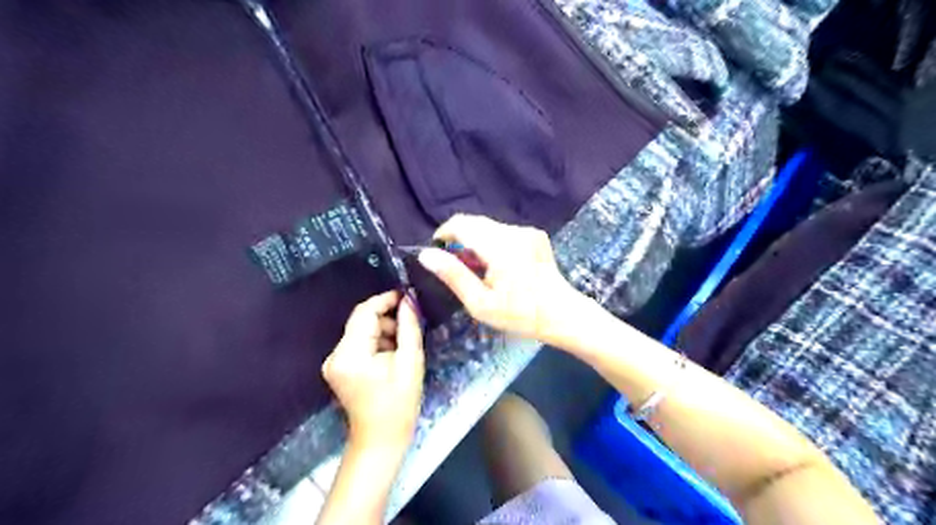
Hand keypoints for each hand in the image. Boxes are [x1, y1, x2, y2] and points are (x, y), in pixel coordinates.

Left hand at [322, 290, 423, 447]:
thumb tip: (409, 299)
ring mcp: (334, 362)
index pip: (364, 312)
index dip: (386, 300)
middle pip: (362, 321)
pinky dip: (377, 343)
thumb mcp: (410, 362)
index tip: (408, 297)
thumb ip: (409, 327)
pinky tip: (392, 357)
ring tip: (403, 348)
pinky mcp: (339, 368)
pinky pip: (360, 343)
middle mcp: (335, 354)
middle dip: (388, 320)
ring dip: (384, 332)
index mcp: (350, 353)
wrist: (381, 440)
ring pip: (362, 331)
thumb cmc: (399, 403)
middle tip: (411, 328)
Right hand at [415, 213, 579, 344]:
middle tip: (458, 267)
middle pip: (475, 223)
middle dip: (460, 239)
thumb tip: (426, 254)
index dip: (444, 233)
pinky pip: (503, 232)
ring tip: (478, 269)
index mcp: (499, 246)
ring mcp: (527, 231)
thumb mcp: (481, 303)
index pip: (461, 223)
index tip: (438, 251)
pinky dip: (492, 243)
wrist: (562, 314)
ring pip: (488, 226)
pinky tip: (498, 266)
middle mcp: (513, 231)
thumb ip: (453, 275)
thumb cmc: (520, 315)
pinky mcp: (535, 235)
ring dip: (476, 241)